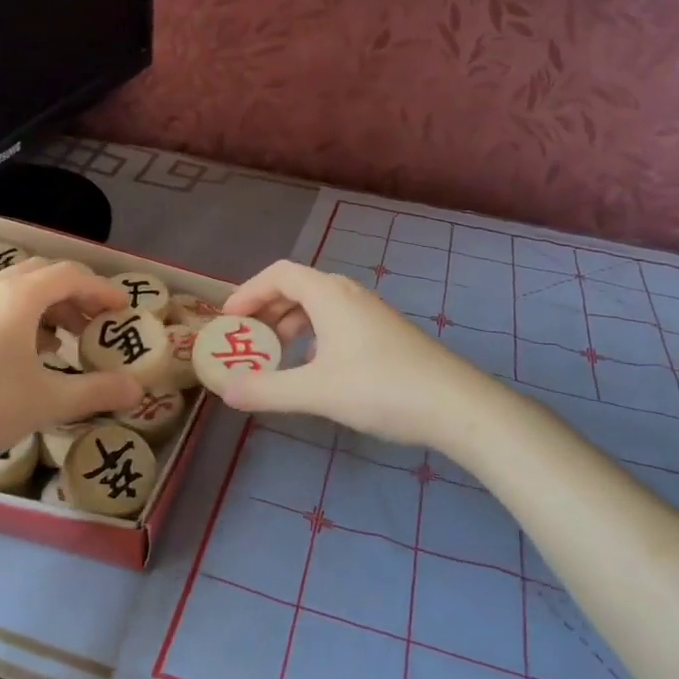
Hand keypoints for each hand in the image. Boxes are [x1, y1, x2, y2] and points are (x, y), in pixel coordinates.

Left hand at [0, 259, 143, 500]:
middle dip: (75, 293)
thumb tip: (138, 390)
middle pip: (42, 273)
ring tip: (65, 340)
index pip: (71, 276)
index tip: (124, 310)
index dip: (102, 289)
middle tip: (96, 322)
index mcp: (18, 298)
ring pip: (15, 289)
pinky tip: (24, 356)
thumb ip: (96, 392)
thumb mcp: (46, 403)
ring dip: (47, 304)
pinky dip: (20, 317)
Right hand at [216, 260, 492, 449]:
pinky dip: (313, 337)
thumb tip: (225, 390)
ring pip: (319, 307)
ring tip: (274, 356)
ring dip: (290, 325)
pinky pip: (336, 323)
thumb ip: (267, 390)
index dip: (249, 291)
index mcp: (329, 294)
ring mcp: (370, 313)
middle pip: (297, 288)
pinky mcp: (384, 334)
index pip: (279, 274)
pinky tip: (314, 370)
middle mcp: (348, 294)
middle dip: (267, 310)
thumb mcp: (316, 391)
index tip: (229, 320)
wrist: (454, 404)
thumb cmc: (380, 387)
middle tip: (246, 339)